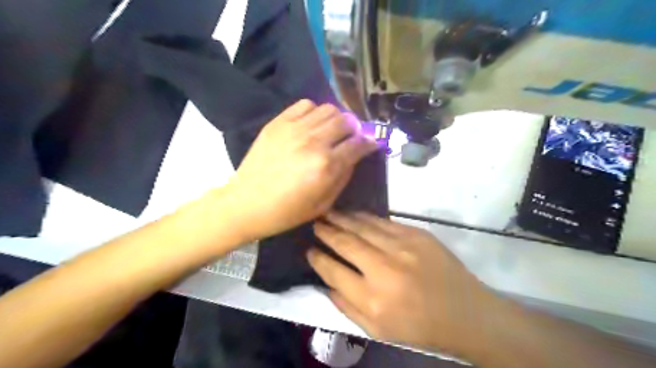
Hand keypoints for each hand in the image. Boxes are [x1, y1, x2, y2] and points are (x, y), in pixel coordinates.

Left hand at [225, 100, 379, 243]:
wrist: (247, 203)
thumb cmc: (287, 211)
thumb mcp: (324, 204)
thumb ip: (343, 177)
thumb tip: (354, 156)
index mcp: (326, 165)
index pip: (358, 144)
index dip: (369, 143)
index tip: (371, 144)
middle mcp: (314, 141)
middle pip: (346, 121)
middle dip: (354, 130)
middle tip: (350, 139)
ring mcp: (294, 128)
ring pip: (328, 109)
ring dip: (336, 119)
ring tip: (331, 131)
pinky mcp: (278, 122)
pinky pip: (305, 104)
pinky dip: (314, 112)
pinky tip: (311, 125)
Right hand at [309, 213, 497, 355]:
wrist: (466, 313)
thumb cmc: (420, 327)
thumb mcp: (378, 330)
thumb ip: (347, 307)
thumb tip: (326, 282)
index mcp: (373, 299)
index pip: (334, 271)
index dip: (318, 259)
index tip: (309, 250)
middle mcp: (385, 269)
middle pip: (346, 243)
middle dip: (326, 231)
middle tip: (315, 223)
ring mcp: (403, 247)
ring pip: (363, 227)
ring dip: (342, 218)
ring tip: (328, 213)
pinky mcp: (417, 235)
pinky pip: (383, 222)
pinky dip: (365, 217)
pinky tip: (354, 214)